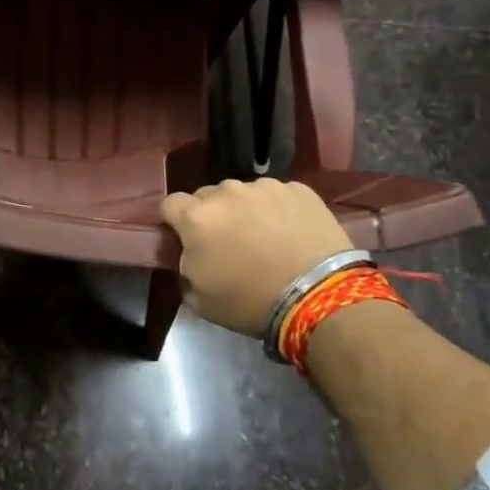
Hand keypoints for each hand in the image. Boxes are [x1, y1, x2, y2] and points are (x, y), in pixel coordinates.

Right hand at [161, 179, 354, 335]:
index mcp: (196, 218)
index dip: (175, 221)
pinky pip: (278, 196)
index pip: (170, 204)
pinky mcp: (299, 189)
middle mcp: (226, 192)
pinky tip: (292, 233)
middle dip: (212, 215)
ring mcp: (265, 187)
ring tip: (265, 237)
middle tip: (228, 242)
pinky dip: (279, 210)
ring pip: (244, 193)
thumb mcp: (200, 299)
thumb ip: (185, 268)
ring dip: (246, 210)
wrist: (319, 297)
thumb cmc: (251, 302)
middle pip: (208, 196)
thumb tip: (192, 255)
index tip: (186, 238)